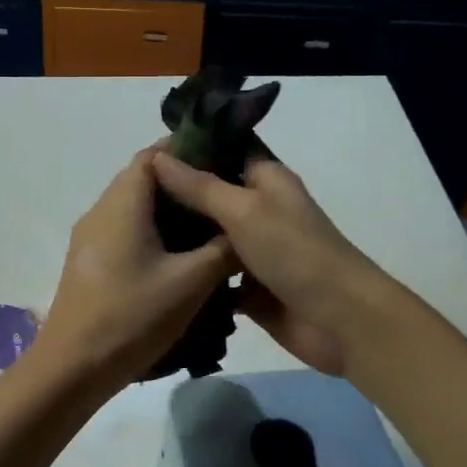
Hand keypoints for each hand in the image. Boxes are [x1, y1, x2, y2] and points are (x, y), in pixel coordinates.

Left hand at [29, 149, 237, 394]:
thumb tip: (242, 230)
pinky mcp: (88, 265)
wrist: (73, 367)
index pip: (153, 155)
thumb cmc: (132, 316)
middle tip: (223, 202)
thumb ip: (223, 249)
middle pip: (143, 181)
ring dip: (169, 215)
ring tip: (209, 232)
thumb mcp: (191, 282)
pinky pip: (124, 235)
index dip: (188, 152)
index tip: (224, 164)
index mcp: (121, 203)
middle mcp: (100, 212)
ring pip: (134, 210)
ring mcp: (89, 240)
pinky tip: (179, 261)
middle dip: (183, 187)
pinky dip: (153, 236)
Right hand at [150, 152, 385, 376]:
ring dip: (180, 235)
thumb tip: (157, 158)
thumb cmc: (295, 253)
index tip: (148, 149)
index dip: (192, 146)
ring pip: (209, 237)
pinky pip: (212, 275)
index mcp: (266, 180)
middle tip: (128, 192)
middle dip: (176, 194)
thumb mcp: (244, 210)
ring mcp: (253, 251)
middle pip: (212, 195)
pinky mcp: (248, 288)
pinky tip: (153, 271)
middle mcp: (259, 210)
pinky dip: (191, 274)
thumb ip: (200, 187)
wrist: (339, 320)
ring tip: (130, 228)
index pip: (227, 149)